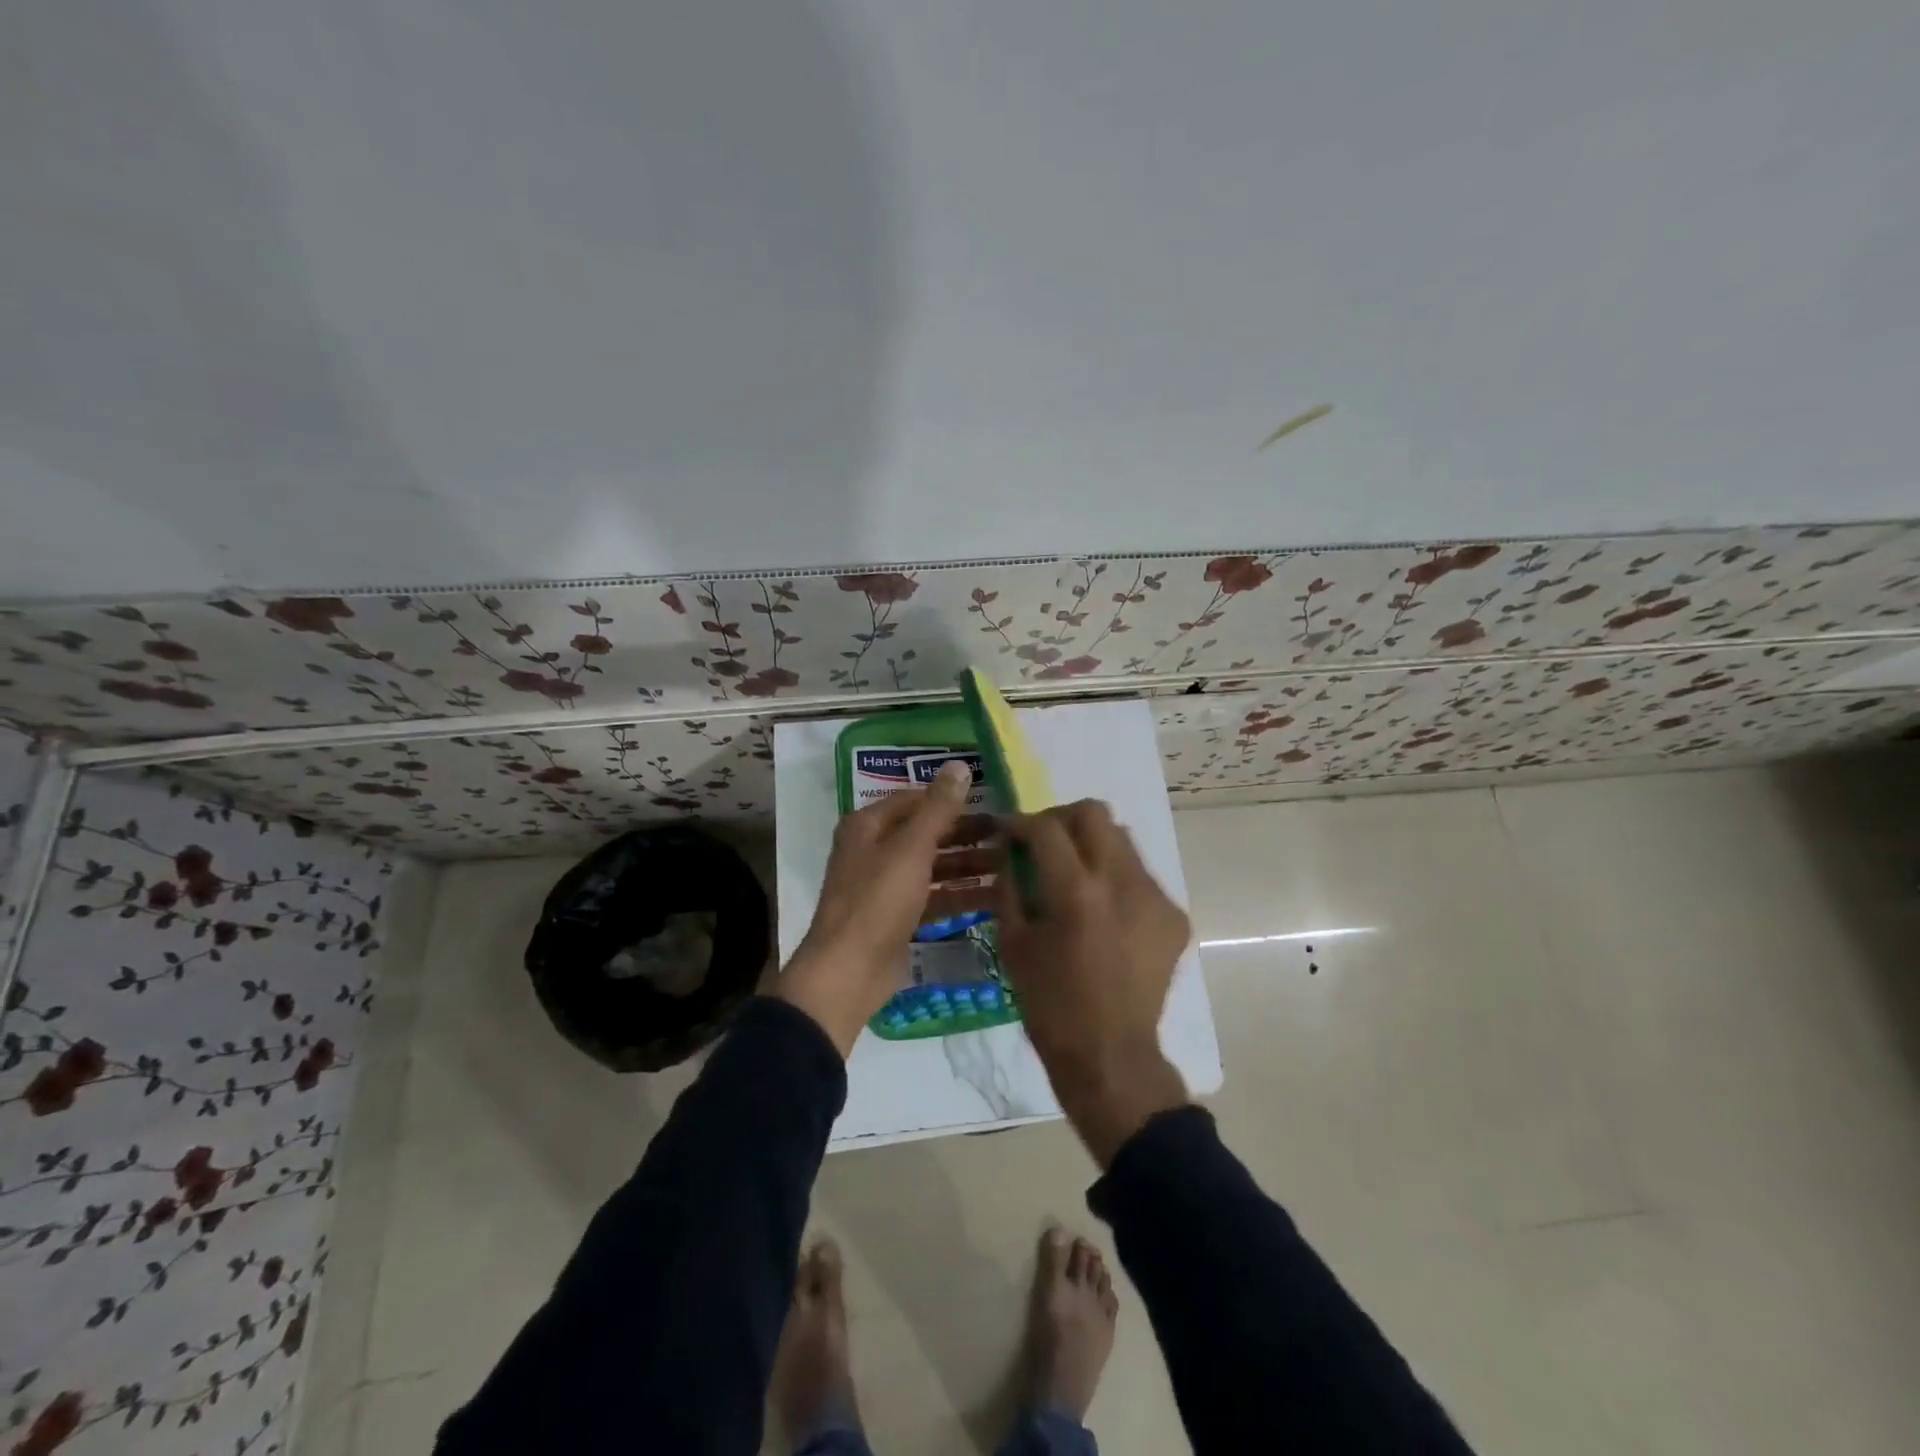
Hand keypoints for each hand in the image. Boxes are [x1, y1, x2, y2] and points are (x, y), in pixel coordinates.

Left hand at [775, 760, 984, 1055]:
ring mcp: (885, 887)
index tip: (992, 803)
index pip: (915, 800)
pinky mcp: (897, 918)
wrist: (848, 973)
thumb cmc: (877, 901)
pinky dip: (959, 895)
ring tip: (1011, 867)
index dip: (951, 800)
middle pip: (927, 834)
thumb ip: (938, 808)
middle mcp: (874, 851)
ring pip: (933, 867)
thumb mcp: (911, 849)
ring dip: (968, 866)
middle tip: (1008, 837)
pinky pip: (933, 898)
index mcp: (868, 826)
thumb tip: (959, 765)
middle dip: (966, 835)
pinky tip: (994, 897)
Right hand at [997, 800, 1192, 1165]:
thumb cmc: (1050, 1005)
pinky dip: (1115, 878)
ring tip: (1075, 875)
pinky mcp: (1173, 916)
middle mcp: (1122, 883)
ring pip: (1122, 838)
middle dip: (1061, 819)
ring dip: (1091, 844)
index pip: (1047, 828)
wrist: (1110, 1055)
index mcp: (1076, 893)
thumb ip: (1010, 886)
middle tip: (1044, 843)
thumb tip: (1009, 850)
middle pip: (1094, 813)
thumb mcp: (1014, 943)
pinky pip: (1140, 875)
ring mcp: (1155, 897)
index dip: (1021, 823)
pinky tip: (1103, 911)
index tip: (1009, 832)